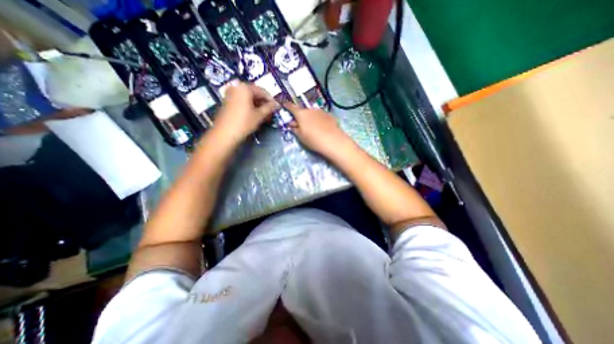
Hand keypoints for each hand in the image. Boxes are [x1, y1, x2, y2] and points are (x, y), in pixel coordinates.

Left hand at [212, 81, 276, 143]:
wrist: (225, 134)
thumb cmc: (244, 122)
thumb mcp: (259, 115)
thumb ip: (269, 108)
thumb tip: (277, 105)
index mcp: (244, 87)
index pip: (262, 91)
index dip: (271, 100)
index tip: (277, 107)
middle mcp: (236, 87)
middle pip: (254, 93)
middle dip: (264, 102)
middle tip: (271, 111)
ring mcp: (230, 94)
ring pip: (248, 98)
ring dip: (257, 105)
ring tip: (264, 114)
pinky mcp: (227, 102)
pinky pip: (242, 101)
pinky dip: (250, 106)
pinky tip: (255, 114)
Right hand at [283, 103, 348, 155]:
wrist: (333, 141)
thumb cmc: (313, 140)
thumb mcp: (301, 137)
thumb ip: (295, 129)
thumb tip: (292, 124)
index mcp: (301, 114)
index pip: (292, 107)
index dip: (287, 105)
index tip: (284, 104)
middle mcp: (311, 110)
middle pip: (303, 111)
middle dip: (300, 116)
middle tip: (300, 125)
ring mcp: (321, 111)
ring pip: (312, 113)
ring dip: (310, 118)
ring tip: (312, 128)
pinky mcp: (329, 115)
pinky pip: (320, 116)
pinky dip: (318, 120)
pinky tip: (321, 128)